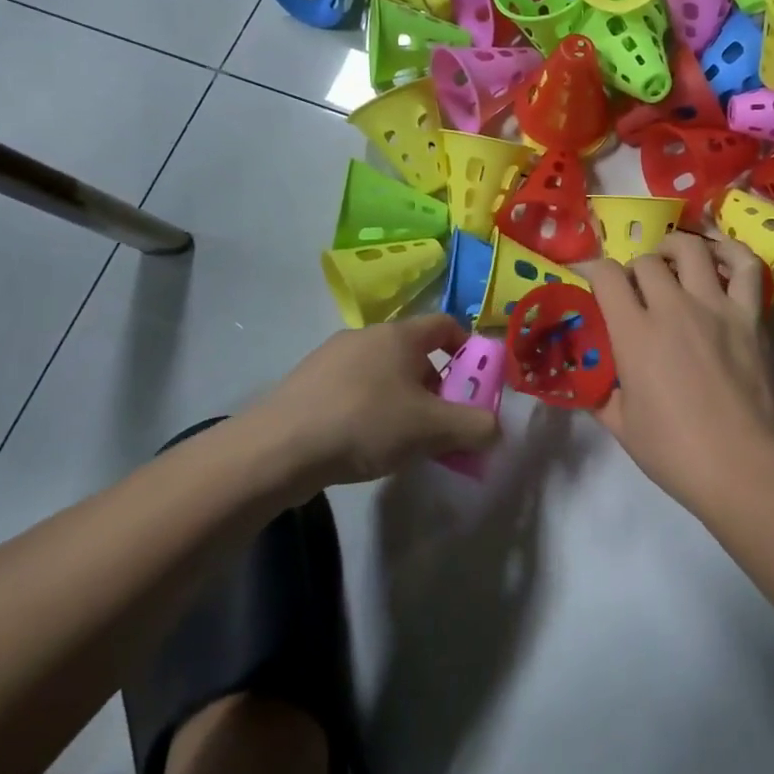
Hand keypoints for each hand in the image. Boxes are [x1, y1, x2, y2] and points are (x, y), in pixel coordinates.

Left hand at [246, 315, 499, 489]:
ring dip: (404, 401)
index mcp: (399, 335)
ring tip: (404, 442)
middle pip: (415, 353)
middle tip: (442, 424)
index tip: (476, 384)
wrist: (277, 448)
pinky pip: (354, 390)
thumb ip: (475, 427)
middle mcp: (366, 336)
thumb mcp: (432, 429)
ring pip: (384, 374)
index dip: (468, 349)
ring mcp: (331, 358)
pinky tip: (364, 445)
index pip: (446, 324)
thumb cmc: (365, 423)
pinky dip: (371, 410)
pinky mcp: (307, 384)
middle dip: (437, 386)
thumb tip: (496, 428)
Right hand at [585, 232, 773, 506]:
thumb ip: (600, 392)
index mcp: (635, 333)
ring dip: (675, 248)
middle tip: (636, 288)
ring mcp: (716, 307)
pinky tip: (719, 256)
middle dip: (634, 268)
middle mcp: (673, 308)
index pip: (607, 276)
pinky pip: (746, 268)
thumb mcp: (620, 425)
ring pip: (692, 250)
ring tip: (671, 259)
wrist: (741, 467)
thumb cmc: (674, 451)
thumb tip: (590, 377)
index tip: (589, 278)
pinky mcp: (749, 316)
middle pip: (647, 260)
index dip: (593, 270)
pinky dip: (732, 252)